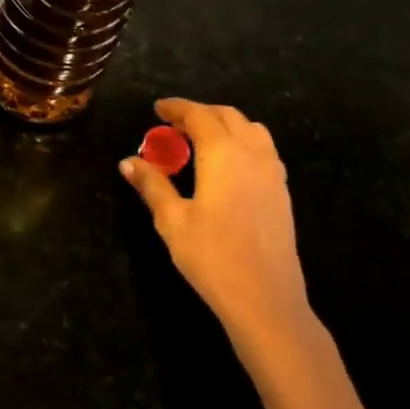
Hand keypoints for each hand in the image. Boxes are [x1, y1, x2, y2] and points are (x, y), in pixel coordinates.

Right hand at [121, 98, 312, 341]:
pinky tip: (228, 166)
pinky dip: (243, 142)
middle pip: (227, 116)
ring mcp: (272, 173)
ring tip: (201, 141)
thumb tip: (127, 162)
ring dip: (225, 125)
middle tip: (174, 125)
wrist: (267, 301)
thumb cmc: (213, 257)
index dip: (176, 108)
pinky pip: (263, 150)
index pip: (198, 115)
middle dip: (200, 113)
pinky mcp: (282, 193)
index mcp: (222, 153)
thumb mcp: (172, 220)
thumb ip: (152, 185)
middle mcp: (251, 153)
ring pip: (251, 129)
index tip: (157, 109)